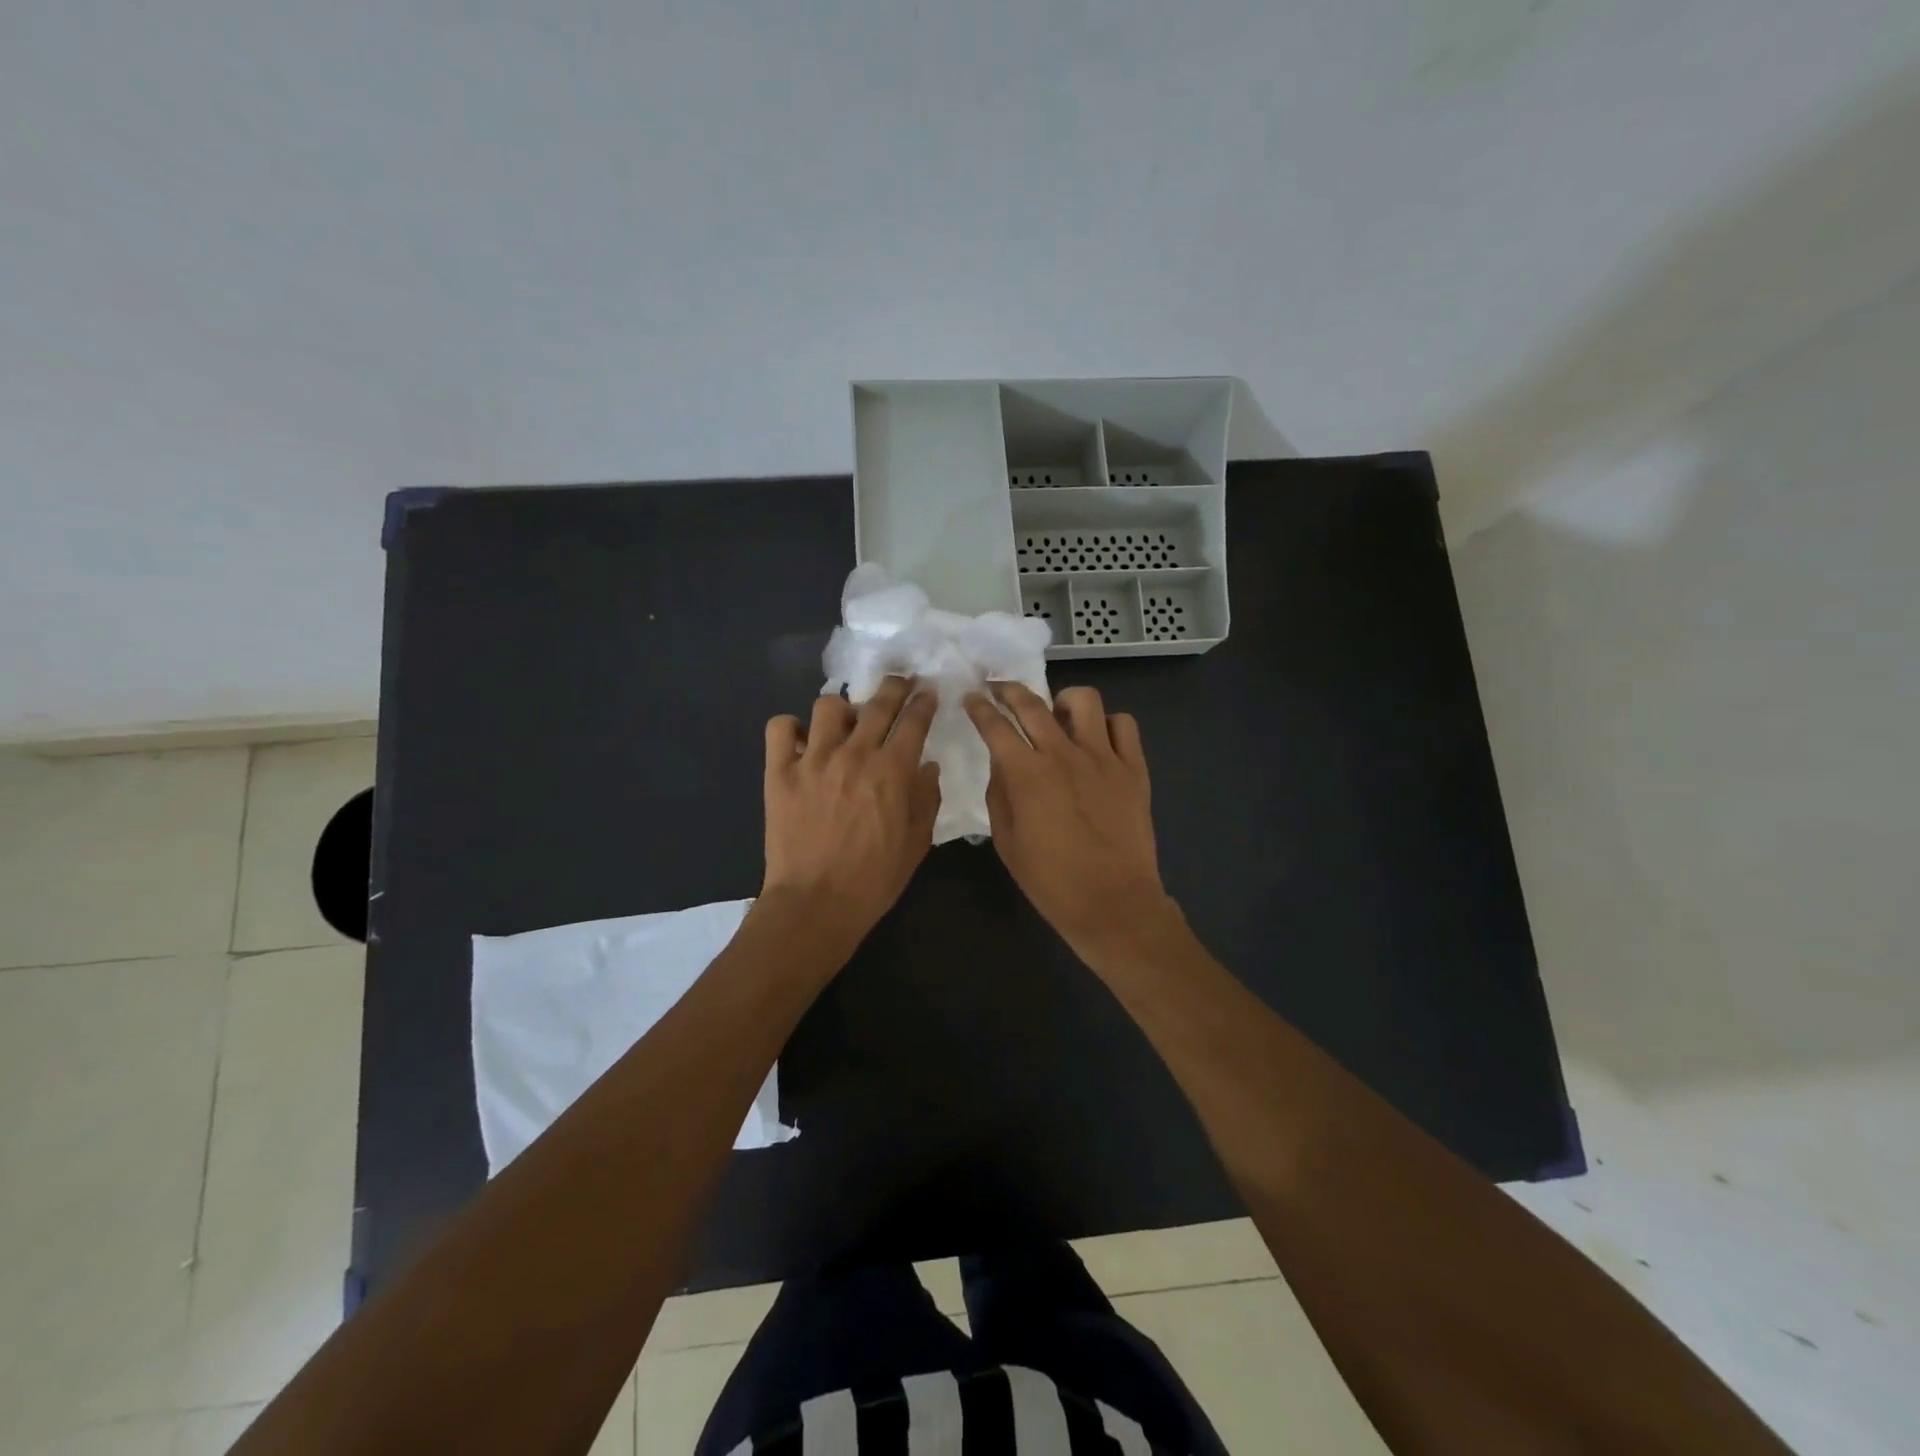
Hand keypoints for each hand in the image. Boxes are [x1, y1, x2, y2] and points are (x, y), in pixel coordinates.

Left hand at [761, 676, 940, 948]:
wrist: (817, 903)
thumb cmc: (875, 878)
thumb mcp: (917, 842)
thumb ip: (927, 798)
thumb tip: (927, 765)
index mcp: (893, 770)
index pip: (914, 720)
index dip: (923, 702)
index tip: (927, 693)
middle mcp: (854, 753)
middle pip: (877, 702)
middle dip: (894, 687)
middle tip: (898, 684)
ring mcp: (813, 759)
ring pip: (828, 706)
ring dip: (842, 708)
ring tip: (844, 721)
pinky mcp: (779, 772)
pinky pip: (780, 728)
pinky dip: (791, 728)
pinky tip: (801, 741)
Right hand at [964, 683, 1176, 958]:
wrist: (1113, 903)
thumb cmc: (1051, 881)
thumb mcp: (1007, 842)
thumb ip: (999, 795)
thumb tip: (1002, 765)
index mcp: (1027, 774)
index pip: (995, 726)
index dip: (979, 708)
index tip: (972, 698)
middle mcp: (1063, 754)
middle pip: (1032, 703)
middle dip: (1009, 689)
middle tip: (1000, 689)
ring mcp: (1103, 758)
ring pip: (1084, 701)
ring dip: (1064, 701)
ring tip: (1058, 716)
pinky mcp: (1134, 768)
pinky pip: (1124, 725)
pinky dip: (1108, 725)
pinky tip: (1098, 741)